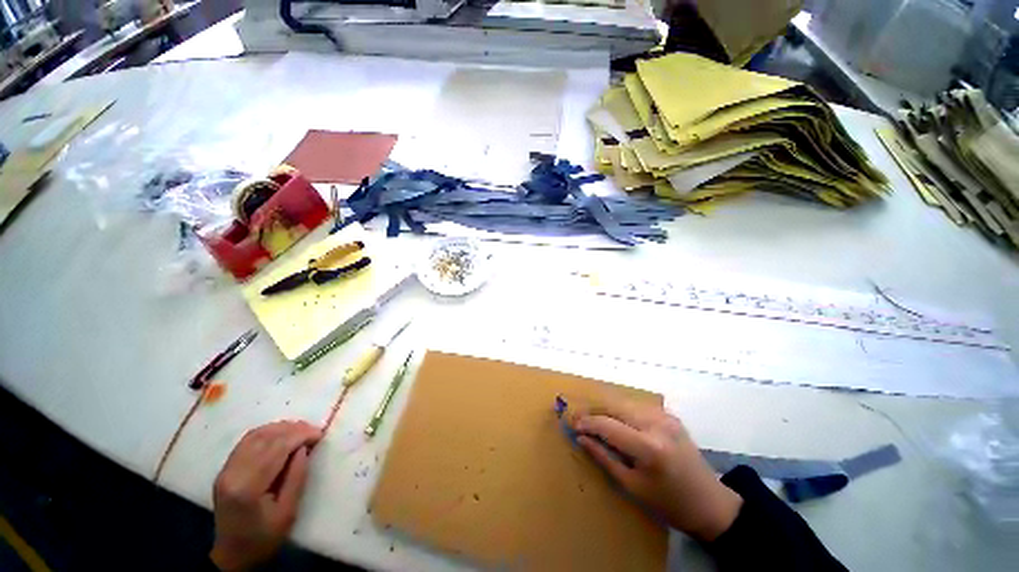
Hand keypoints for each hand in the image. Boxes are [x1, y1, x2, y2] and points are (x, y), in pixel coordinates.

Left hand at [210, 421, 322, 570]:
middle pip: (265, 438)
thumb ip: (297, 477)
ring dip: (280, 428)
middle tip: (314, 430)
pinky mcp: (225, 470)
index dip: (300, 436)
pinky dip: (267, 433)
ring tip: (301, 430)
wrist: (233, 555)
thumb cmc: (264, 538)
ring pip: (255, 435)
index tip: (320, 434)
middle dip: (293, 429)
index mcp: (247, 487)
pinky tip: (281, 435)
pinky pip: (247, 441)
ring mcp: (225, 470)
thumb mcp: (288, 512)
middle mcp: (232, 474)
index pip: (276, 449)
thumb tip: (304, 448)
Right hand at [567, 399, 741, 541]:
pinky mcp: (669, 415)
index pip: (607, 425)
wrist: (711, 503)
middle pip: (615, 406)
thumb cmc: (669, 503)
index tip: (571, 424)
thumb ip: (604, 458)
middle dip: (594, 411)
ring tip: (594, 420)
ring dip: (606, 408)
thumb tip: (581, 438)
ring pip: (625, 402)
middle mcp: (657, 424)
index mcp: (649, 447)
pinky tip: (616, 421)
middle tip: (579, 419)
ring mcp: (665, 416)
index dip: (587, 422)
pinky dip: (622, 410)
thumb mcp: (632, 486)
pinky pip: (637, 406)